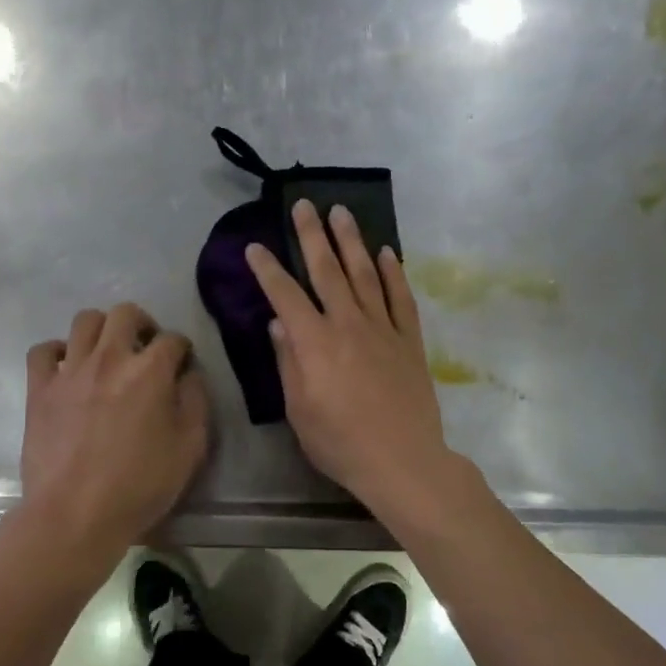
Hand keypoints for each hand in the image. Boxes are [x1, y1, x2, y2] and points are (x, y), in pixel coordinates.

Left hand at [20, 304, 210, 551]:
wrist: (75, 514)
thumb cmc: (140, 485)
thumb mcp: (190, 448)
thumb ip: (195, 402)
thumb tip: (189, 376)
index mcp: (150, 371)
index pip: (172, 339)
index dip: (182, 350)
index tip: (182, 366)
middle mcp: (110, 358)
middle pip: (126, 313)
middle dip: (142, 324)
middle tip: (145, 348)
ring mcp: (70, 370)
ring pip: (85, 321)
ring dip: (102, 329)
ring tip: (108, 352)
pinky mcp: (40, 388)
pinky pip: (43, 350)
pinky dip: (57, 351)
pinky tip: (67, 367)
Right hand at [245, 200, 458, 516]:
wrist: (402, 460)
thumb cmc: (340, 442)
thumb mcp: (299, 410)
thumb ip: (288, 363)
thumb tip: (279, 325)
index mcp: (315, 342)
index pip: (286, 295)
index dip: (268, 269)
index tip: (255, 247)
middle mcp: (348, 324)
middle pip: (327, 270)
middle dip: (312, 235)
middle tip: (303, 205)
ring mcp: (383, 328)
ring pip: (365, 274)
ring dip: (352, 241)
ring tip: (341, 212)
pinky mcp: (410, 340)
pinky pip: (401, 297)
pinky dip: (394, 272)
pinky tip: (387, 252)